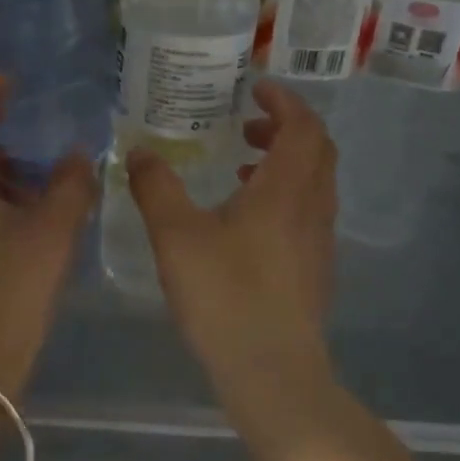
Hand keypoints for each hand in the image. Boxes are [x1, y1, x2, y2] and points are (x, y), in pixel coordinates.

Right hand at [125, 80, 337, 392]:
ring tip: (241, 170)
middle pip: (317, 150)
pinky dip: (286, 196)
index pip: (303, 125)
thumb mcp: (176, 236)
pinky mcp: (316, 270)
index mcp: (286, 189)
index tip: (256, 89)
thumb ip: (156, 188)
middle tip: (246, 126)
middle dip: (285, 128)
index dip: (283, 100)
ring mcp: (320, 241)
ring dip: (285, 163)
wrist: (273, 371)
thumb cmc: (225, 296)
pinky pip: (309, 212)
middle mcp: (313, 207)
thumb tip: (140, 151)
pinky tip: (247, 223)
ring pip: (315, 183)